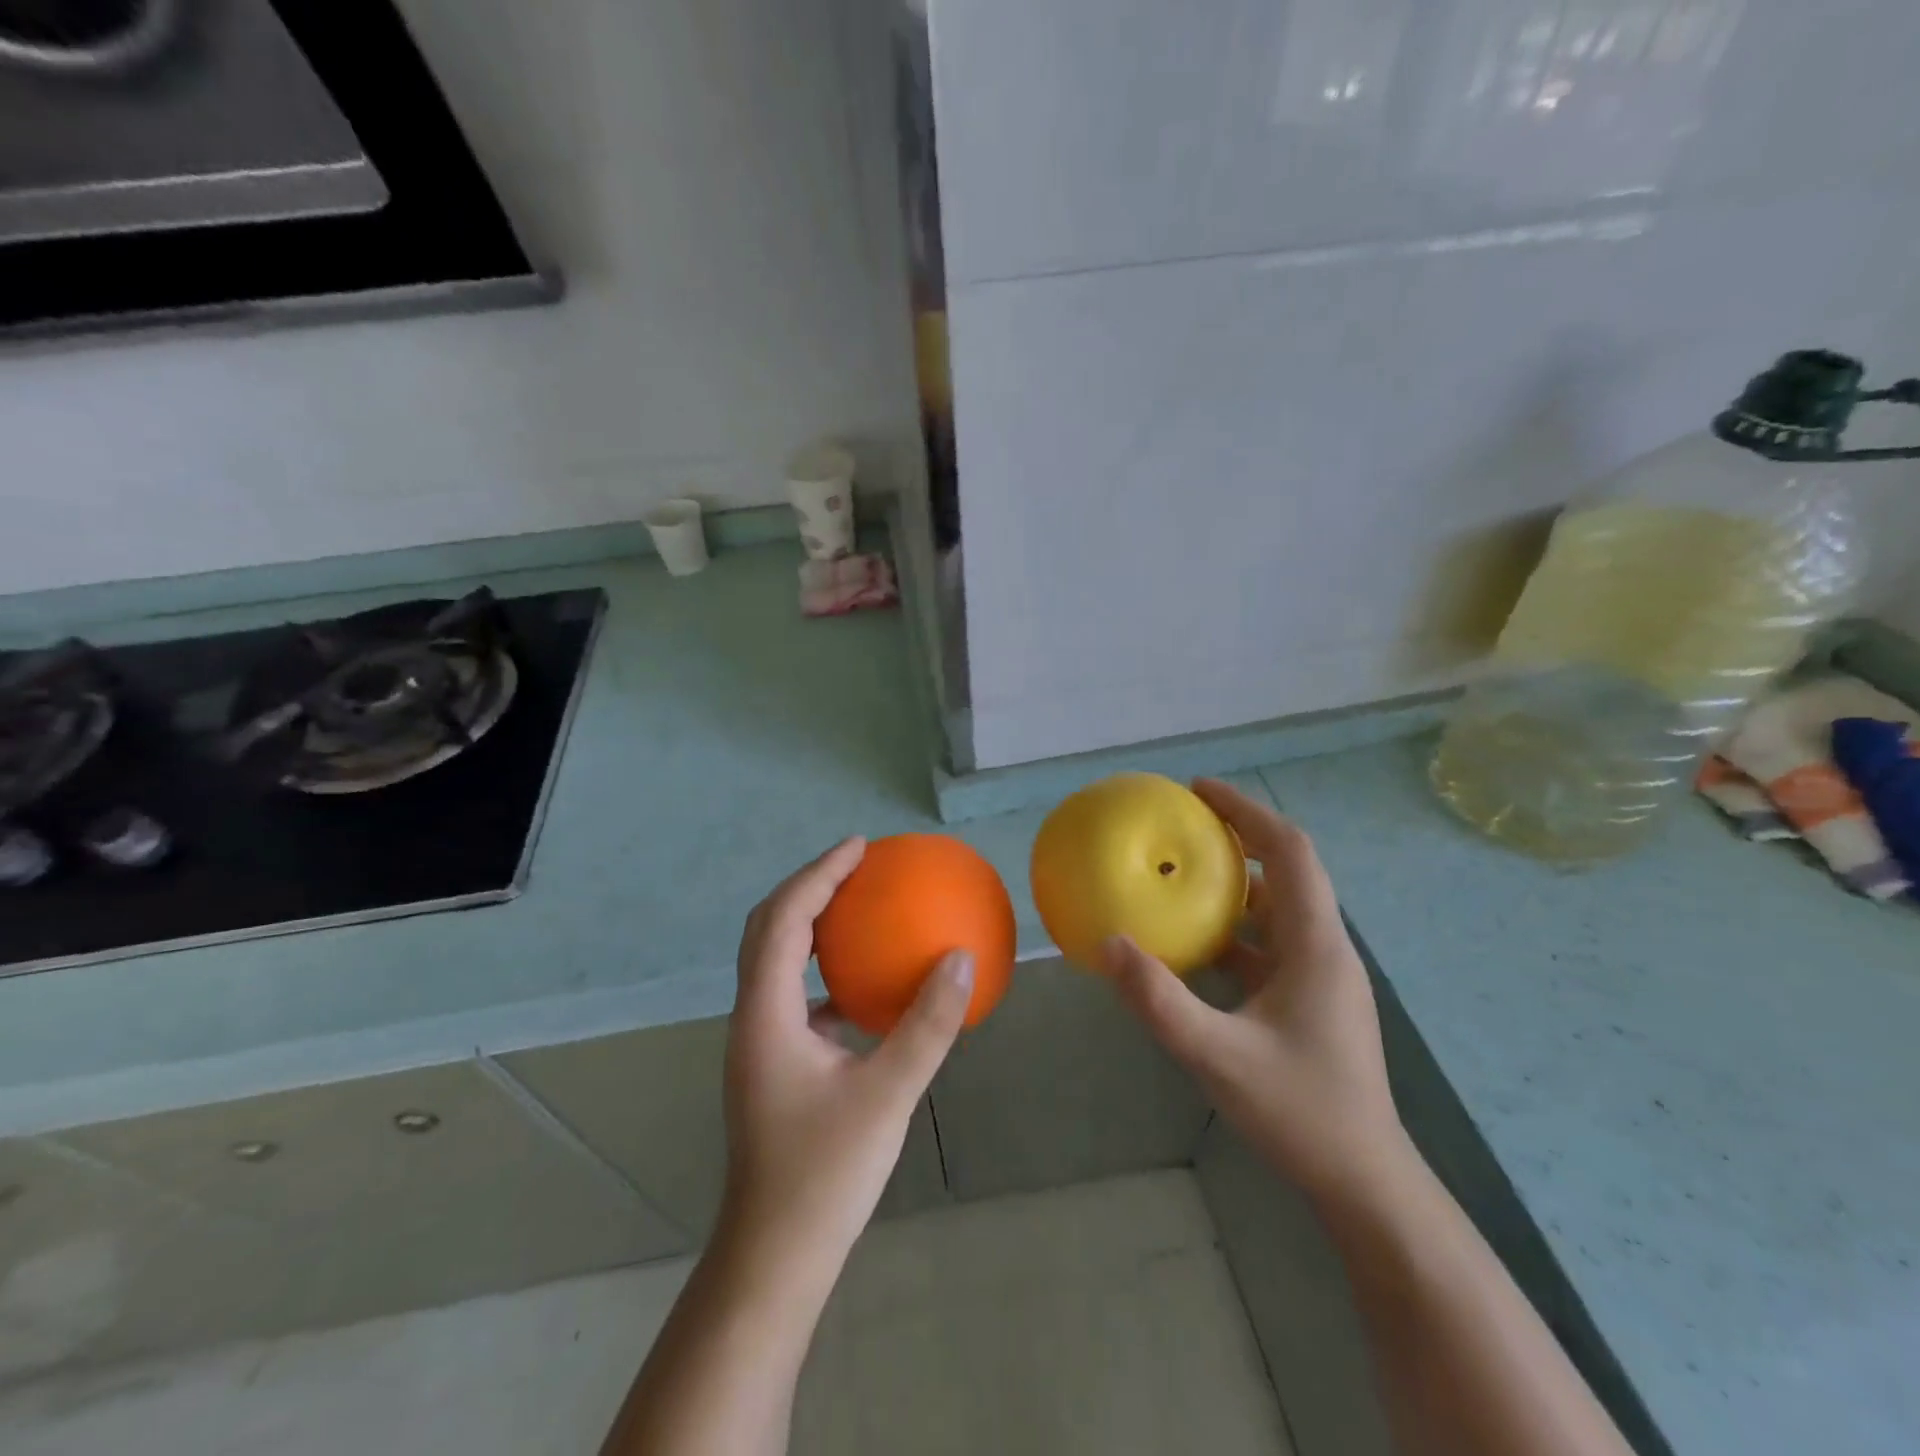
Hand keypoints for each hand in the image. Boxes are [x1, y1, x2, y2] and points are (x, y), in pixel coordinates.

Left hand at [721, 838, 973, 1272]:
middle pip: (766, 929)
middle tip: (855, 865)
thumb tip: (961, 958)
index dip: (818, 874)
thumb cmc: (825, 1174)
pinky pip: (794, 993)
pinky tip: (862, 983)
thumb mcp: (888, 1094)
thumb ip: (927, 1024)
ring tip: (857, 906)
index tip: (859, 847)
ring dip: (809, 924)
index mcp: (766, 1014)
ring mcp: (759, 1042)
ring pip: (775, 960)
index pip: (783, 920)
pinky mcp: (774, 1064)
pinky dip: (822, 968)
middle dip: (807, 887)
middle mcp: (752, 1018)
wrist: (775, 1256)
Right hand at [1103, 779, 1409, 1204]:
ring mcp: (1320, 976)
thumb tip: (1109, 943)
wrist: (1365, 1184)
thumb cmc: (1301, 1112)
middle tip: (1183, 824)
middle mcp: (1324, 948)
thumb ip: (1159, 1000)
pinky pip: (1270, 943)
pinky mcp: (1311, 1000)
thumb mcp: (1218, 1057)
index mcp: (1316, 945)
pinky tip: (1195, 944)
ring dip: (1235, 883)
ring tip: (1183, 874)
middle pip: (1286, 870)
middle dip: (1239, 836)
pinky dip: (1234, 929)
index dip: (1247, 812)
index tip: (1199, 790)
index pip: (1289, 852)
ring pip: (1279, 907)